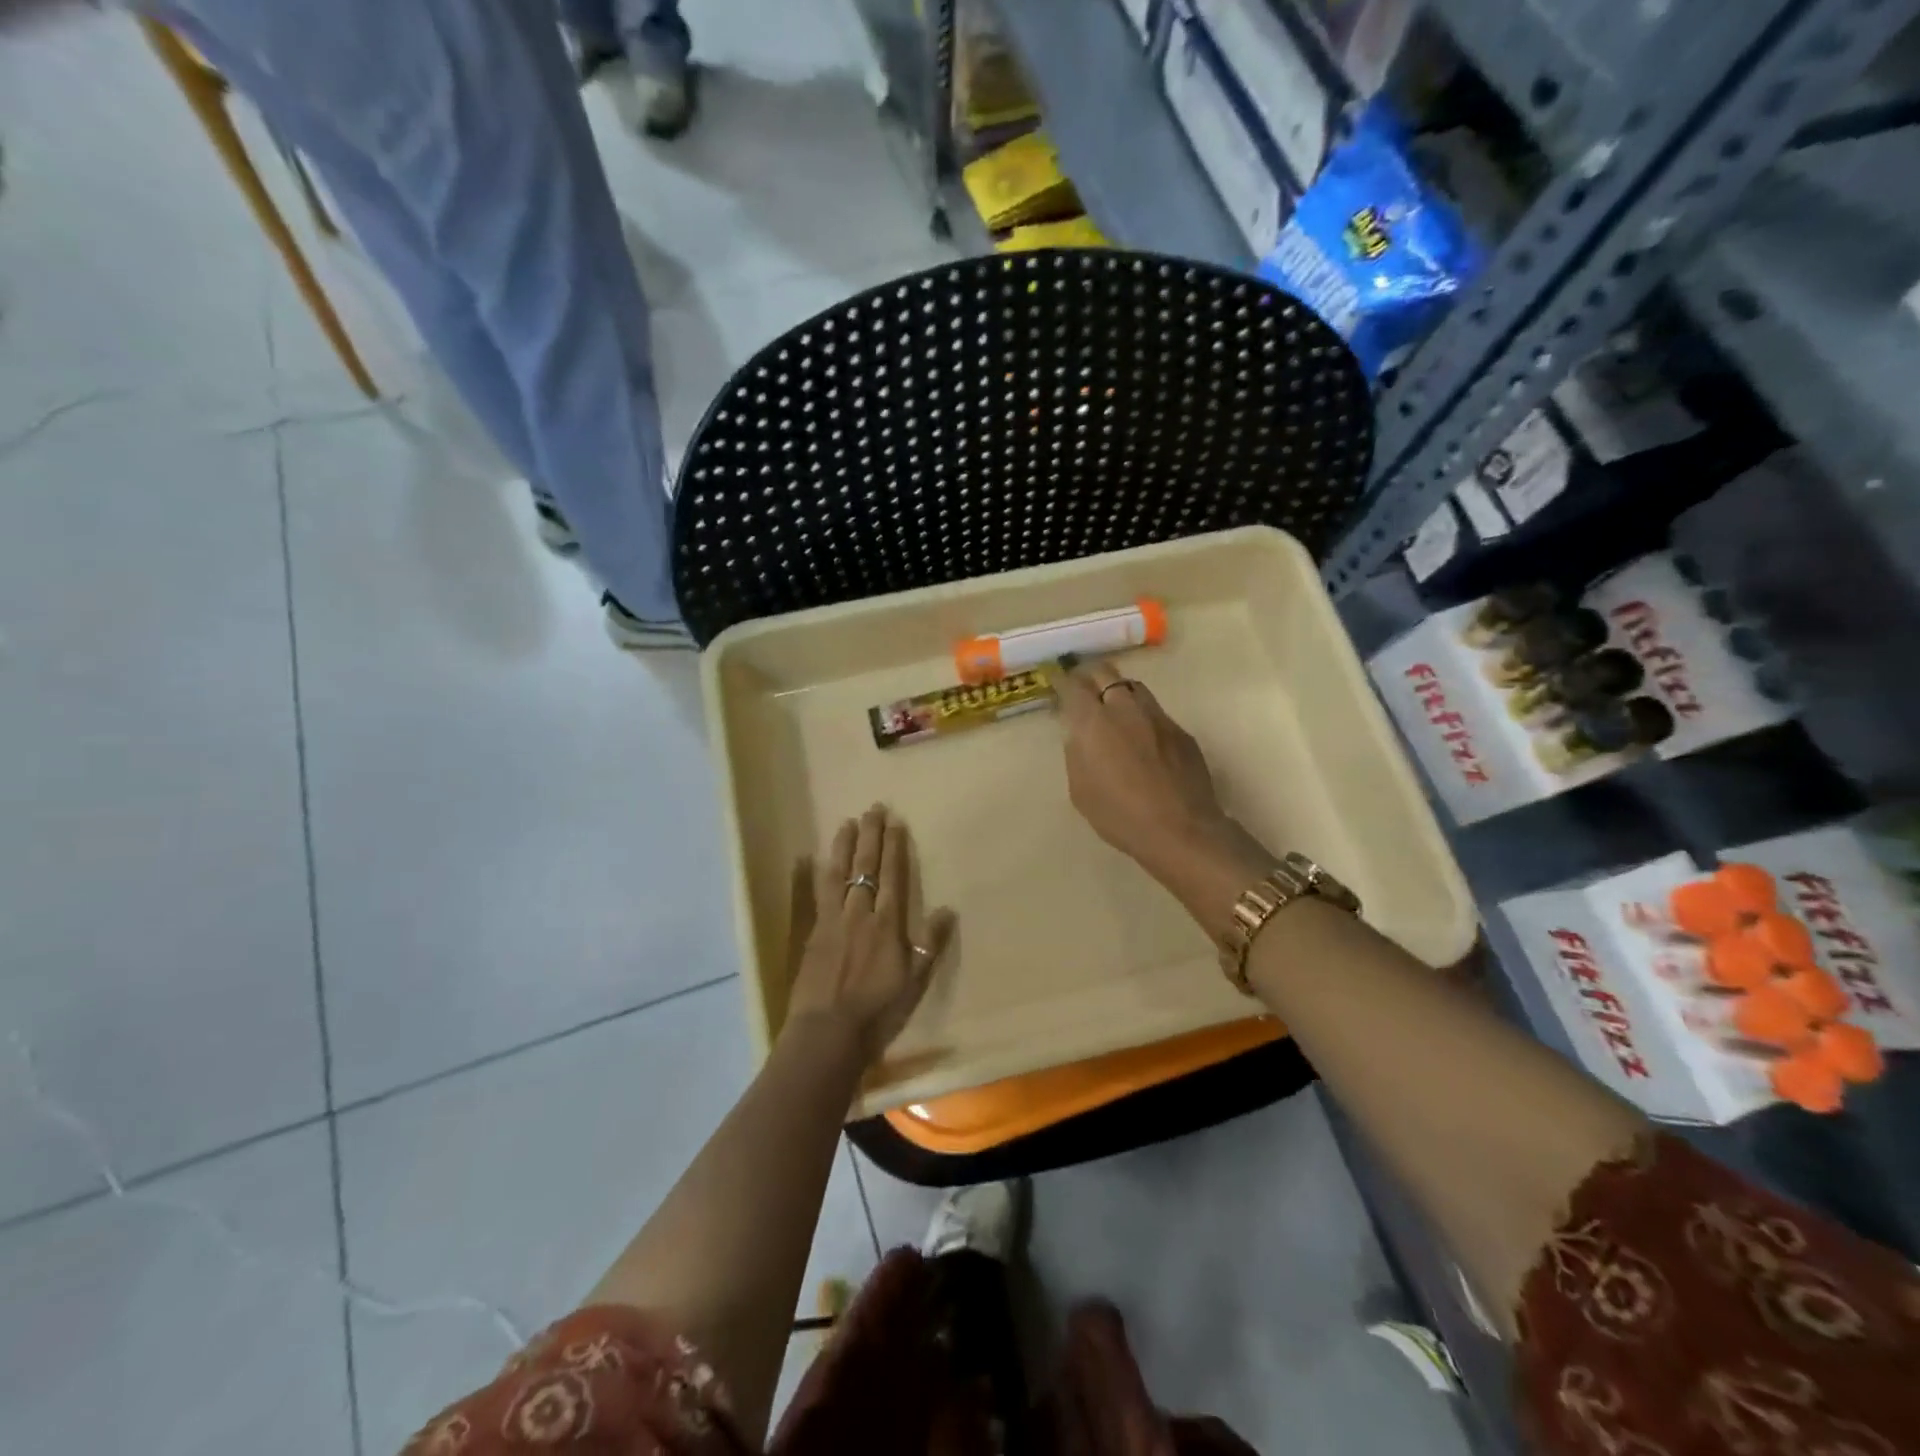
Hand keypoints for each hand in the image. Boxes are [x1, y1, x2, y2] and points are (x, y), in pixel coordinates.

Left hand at [785, 805, 954, 1062]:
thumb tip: (948, 909)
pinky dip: (815, 873)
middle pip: (864, 866)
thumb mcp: (916, 981)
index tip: (894, 822)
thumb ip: (930, 943)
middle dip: (870, 836)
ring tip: (846, 823)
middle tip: (872, 808)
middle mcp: (859, 913)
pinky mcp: (813, 933)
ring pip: (837, 873)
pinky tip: (811, 859)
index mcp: (886, 923)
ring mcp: (832, 921)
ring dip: (842, 846)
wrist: (828, 1032)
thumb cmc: (879, 1010)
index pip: (891, 875)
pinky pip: (815, 894)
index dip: (893, 847)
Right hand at [1057, 660, 1272, 923]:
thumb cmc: (1120, 815)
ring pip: (1133, 688)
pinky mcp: (1180, 731)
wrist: (1180, 830)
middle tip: (1081, 686)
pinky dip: (1141, 715)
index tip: (1055, 679)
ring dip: (1117, 691)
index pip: (1073, 687)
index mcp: (1094, 723)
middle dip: (1089, 675)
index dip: (1061, 680)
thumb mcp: (1081, 790)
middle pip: (1106, 674)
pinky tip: (1140, 736)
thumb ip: (1076, 754)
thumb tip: (1079, 735)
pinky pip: (1155, 712)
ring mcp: (1157, 717)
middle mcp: (1125, 709)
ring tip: (1111, 706)